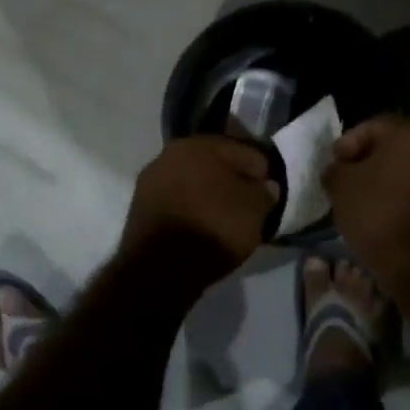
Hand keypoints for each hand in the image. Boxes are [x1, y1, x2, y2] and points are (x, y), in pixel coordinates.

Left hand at [120, 136, 278, 275]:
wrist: (160, 267)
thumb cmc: (213, 227)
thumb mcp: (254, 210)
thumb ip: (264, 192)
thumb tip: (264, 186)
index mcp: (200, 143)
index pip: (244, 151)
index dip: (262, 172)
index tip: (269, 194)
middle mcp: (170, 152)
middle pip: (214, 163)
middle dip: (232, 180)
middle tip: (249, 205)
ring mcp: (151, 179)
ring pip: (192, 181)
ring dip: (209, 194)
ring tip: (226, 218)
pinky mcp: (140, 206)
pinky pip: (177, 201)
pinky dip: (191, 209)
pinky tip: (202, 226)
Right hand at [323, 116, 409, 293]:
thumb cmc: (376, 212)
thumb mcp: (339, 185)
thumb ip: (336, 168)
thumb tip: (339, 169)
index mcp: (409, 135)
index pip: (374, 125)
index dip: (349, 141)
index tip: (336, 163)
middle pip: (395, 146)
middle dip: (369, 160)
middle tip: (348, 179)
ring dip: (387, 179)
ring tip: (365, 199)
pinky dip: (403, 196)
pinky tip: (385, 214)